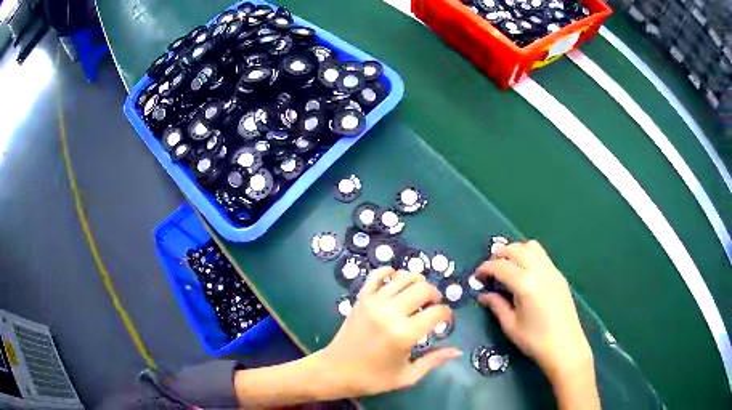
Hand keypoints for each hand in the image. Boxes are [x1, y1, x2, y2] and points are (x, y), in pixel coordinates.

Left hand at [313, 267, 461, 396]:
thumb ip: (434, 360)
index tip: (445, 322)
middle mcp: (391, 312)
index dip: (447, 315)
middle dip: (435, 295)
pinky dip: (389, 272)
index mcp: (404, 334)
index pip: (438, 312)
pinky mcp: (361, 298)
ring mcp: (374, 302)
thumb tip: (457, 350)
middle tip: (434, 307)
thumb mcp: (407, 376)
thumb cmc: (373, 378)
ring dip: (417, 282)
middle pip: (424, 288)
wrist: (335, 371)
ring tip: (418, 296)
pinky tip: (396, 281)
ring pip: (404, 277)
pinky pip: (377, 275)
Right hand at [474, 240, 592, 382]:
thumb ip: (496, 305)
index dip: (484, 268)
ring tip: (507, 265)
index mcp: (525, 284)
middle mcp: (539, 270)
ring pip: (530, 246)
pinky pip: (542, 254)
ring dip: (515, 250)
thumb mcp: (510, 325)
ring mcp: (552, 270)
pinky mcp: (559, 275)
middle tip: (489, 270)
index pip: (500, 266)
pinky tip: (524, 271)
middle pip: (515, 250)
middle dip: (498, 255)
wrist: (565, 346)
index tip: (476, 276)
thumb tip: (483, 295)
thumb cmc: (534, 340)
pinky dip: (529, 254)